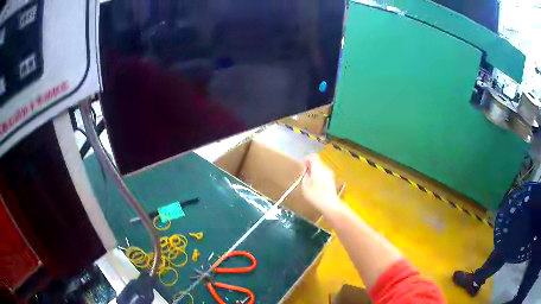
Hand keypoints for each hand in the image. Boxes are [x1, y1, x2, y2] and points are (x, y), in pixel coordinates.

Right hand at [301, 154, 340, 212]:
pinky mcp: (333, 180)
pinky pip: (324, 174)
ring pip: (321, 168)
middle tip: (305, 175)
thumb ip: (305, 175)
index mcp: (318, 167)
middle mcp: (325, 168)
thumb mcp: (305, 185)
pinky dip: (320, 176)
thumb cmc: (315, 194)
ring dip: (316, 172)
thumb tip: (307, 171)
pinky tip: (317, 186)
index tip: (303, 167)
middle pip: (317, 162)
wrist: (329, 204)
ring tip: (311, 182)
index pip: (312, 156)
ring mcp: (330, 174)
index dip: (306, 159)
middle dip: (311, 166)